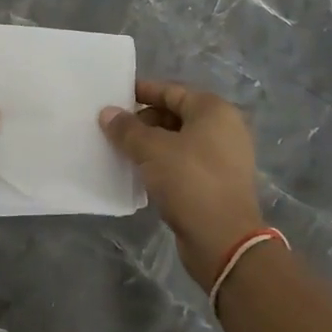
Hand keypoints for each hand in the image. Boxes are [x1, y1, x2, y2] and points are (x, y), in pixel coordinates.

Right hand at [100, 80, 263, 289]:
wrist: (224, 241)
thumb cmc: (190, 181)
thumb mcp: (151, 150)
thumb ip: (127, 129)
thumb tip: (107, 112)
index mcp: (213, 110)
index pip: (171, 91)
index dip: (141, 92)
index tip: (114, 96)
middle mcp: (224, 128)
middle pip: (175, 115)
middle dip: (143, 121)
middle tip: (113, 129)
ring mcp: (224, 158)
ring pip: (179, 141)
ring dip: (151, 145)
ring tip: (121, 150)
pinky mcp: (217, 183)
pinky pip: (184, 163)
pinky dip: (163, 164)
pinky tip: (140, 173)